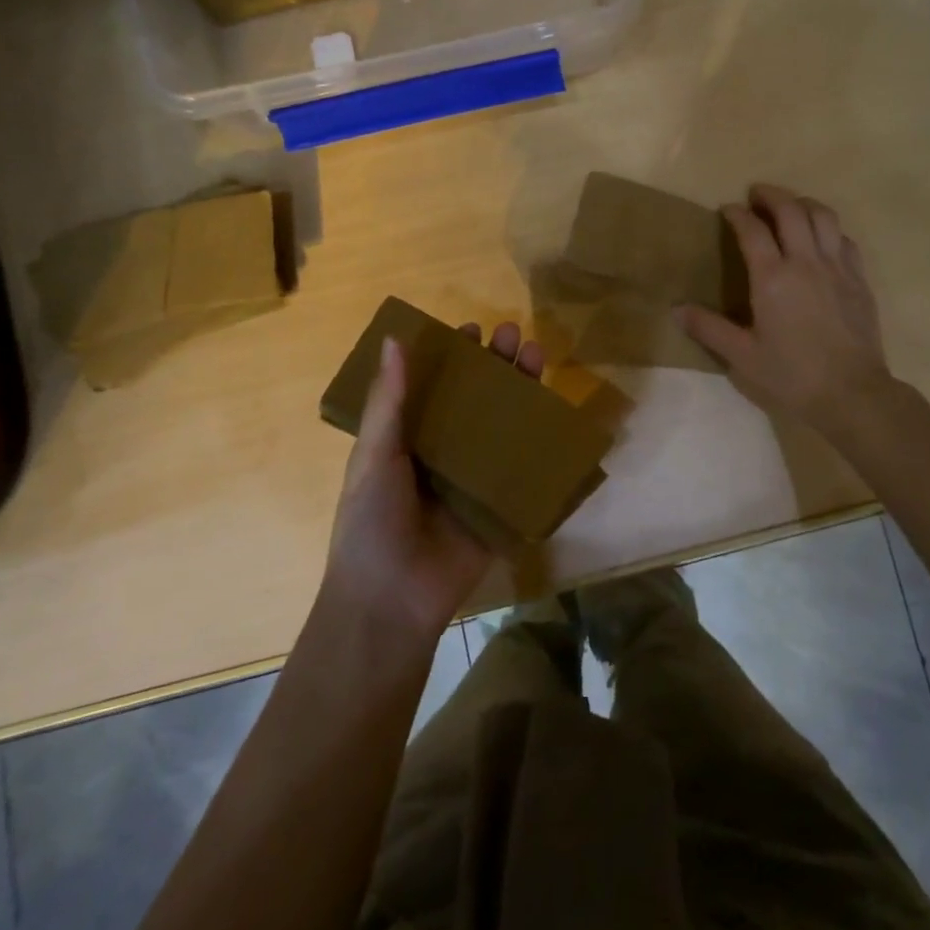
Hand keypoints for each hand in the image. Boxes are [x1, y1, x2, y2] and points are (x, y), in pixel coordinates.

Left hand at [324, 321, 545, 641]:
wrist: (391, 601)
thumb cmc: (371, 522)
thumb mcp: (374, 456)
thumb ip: (389, 401)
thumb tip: (396, 339)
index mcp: (409, 438)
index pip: (436, 386)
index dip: (453, 356)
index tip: (472, 328)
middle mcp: (445, 452)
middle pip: (477, 399)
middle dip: (496, 366)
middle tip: (514, 335)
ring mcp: (475, 479)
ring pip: (504, 426)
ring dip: (521, 392)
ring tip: (538, 356)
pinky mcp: (501, 506)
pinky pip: (524, 469)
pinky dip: (541, 442)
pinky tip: (558, 412)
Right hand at [677, 184, 891, 436]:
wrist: (851, 394)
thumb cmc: (791, 376)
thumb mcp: (742, 357)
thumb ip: (709, 329)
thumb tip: (676, 310)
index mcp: (773, 278)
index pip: (752, 230)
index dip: (737, 214)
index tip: (727, 209)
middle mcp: (806, 262)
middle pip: (791, 210)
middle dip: (771, 195)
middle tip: (756, 195)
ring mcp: (837, 268)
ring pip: (823, 216)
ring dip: (803, 203)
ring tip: (790, 207)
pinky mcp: (860, 280)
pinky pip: (845, 239)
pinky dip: (829, 229)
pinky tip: (821, 239)